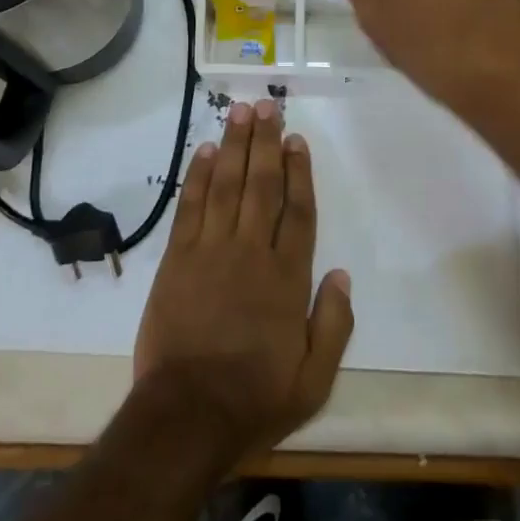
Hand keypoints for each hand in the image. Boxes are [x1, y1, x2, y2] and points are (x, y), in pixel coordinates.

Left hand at [132, 100, 352, 459]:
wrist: (187, 414)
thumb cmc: (255, 397)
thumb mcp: (314, 379)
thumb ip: (334, 324)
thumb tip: (342, 274)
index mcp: (286, 277)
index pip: (297, 211)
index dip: (299, 171)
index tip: (296, 140)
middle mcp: (250, 251)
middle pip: (261, 184)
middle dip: (265, 142)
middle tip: (266, 106)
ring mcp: (211, 250)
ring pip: (225, 184)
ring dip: (233, 145)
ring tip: (238, 112)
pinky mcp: (177, 258)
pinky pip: (189, 206)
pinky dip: (196, 176)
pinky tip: (203, 151)